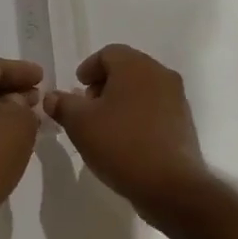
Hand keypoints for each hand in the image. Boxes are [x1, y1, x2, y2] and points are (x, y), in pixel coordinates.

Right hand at [43, 45, 209, 217]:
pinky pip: (156, 109)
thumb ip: (63, 105)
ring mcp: (177, 98)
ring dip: (122, 101)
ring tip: (105, 126)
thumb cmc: (121, 144)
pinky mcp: (184, 122)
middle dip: (104, 84)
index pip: (108, 53)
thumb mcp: (80, 124)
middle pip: (127, 69)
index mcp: (136, 66)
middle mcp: (160, 74)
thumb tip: (52, 97)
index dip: (88, 68)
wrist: (170, 185)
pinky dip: (139, 116)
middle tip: (88, 108)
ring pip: (143, 89)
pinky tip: (126, 140)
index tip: (77, 88)